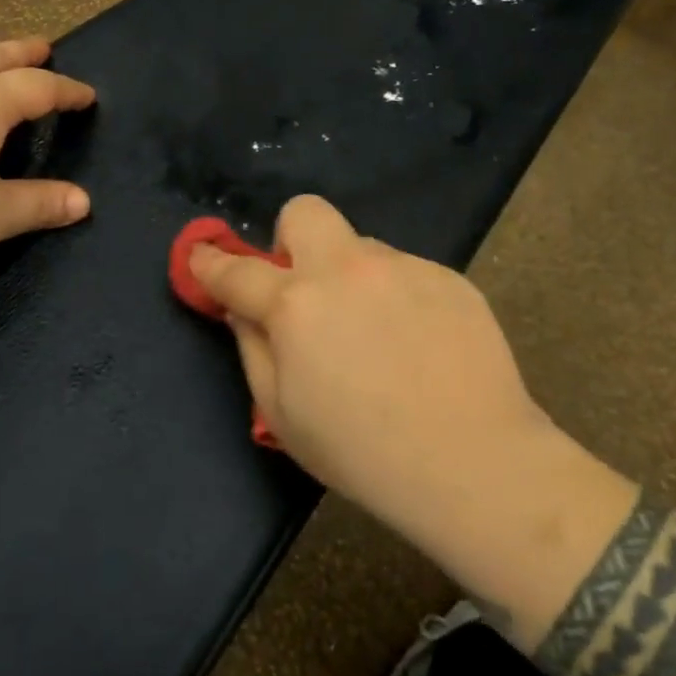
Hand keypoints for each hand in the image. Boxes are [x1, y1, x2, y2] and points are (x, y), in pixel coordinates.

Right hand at [190, 195, 562, 548]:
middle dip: (291, 240)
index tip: (202, 256)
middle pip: (304, 213)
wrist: (474, 462)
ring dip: (352, 279)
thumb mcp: (283, 415)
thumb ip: (253, 349)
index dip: (210, 261)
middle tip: (305, 288)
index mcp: (296, 305)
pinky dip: (396, 296)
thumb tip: (241, 310)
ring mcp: (403, 267)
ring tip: (379, 336)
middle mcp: (346, 269)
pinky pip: (405, 273)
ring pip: (361, 249)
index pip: (237, 270)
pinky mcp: (447, 276)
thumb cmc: (363, 453)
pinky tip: (419, 344)